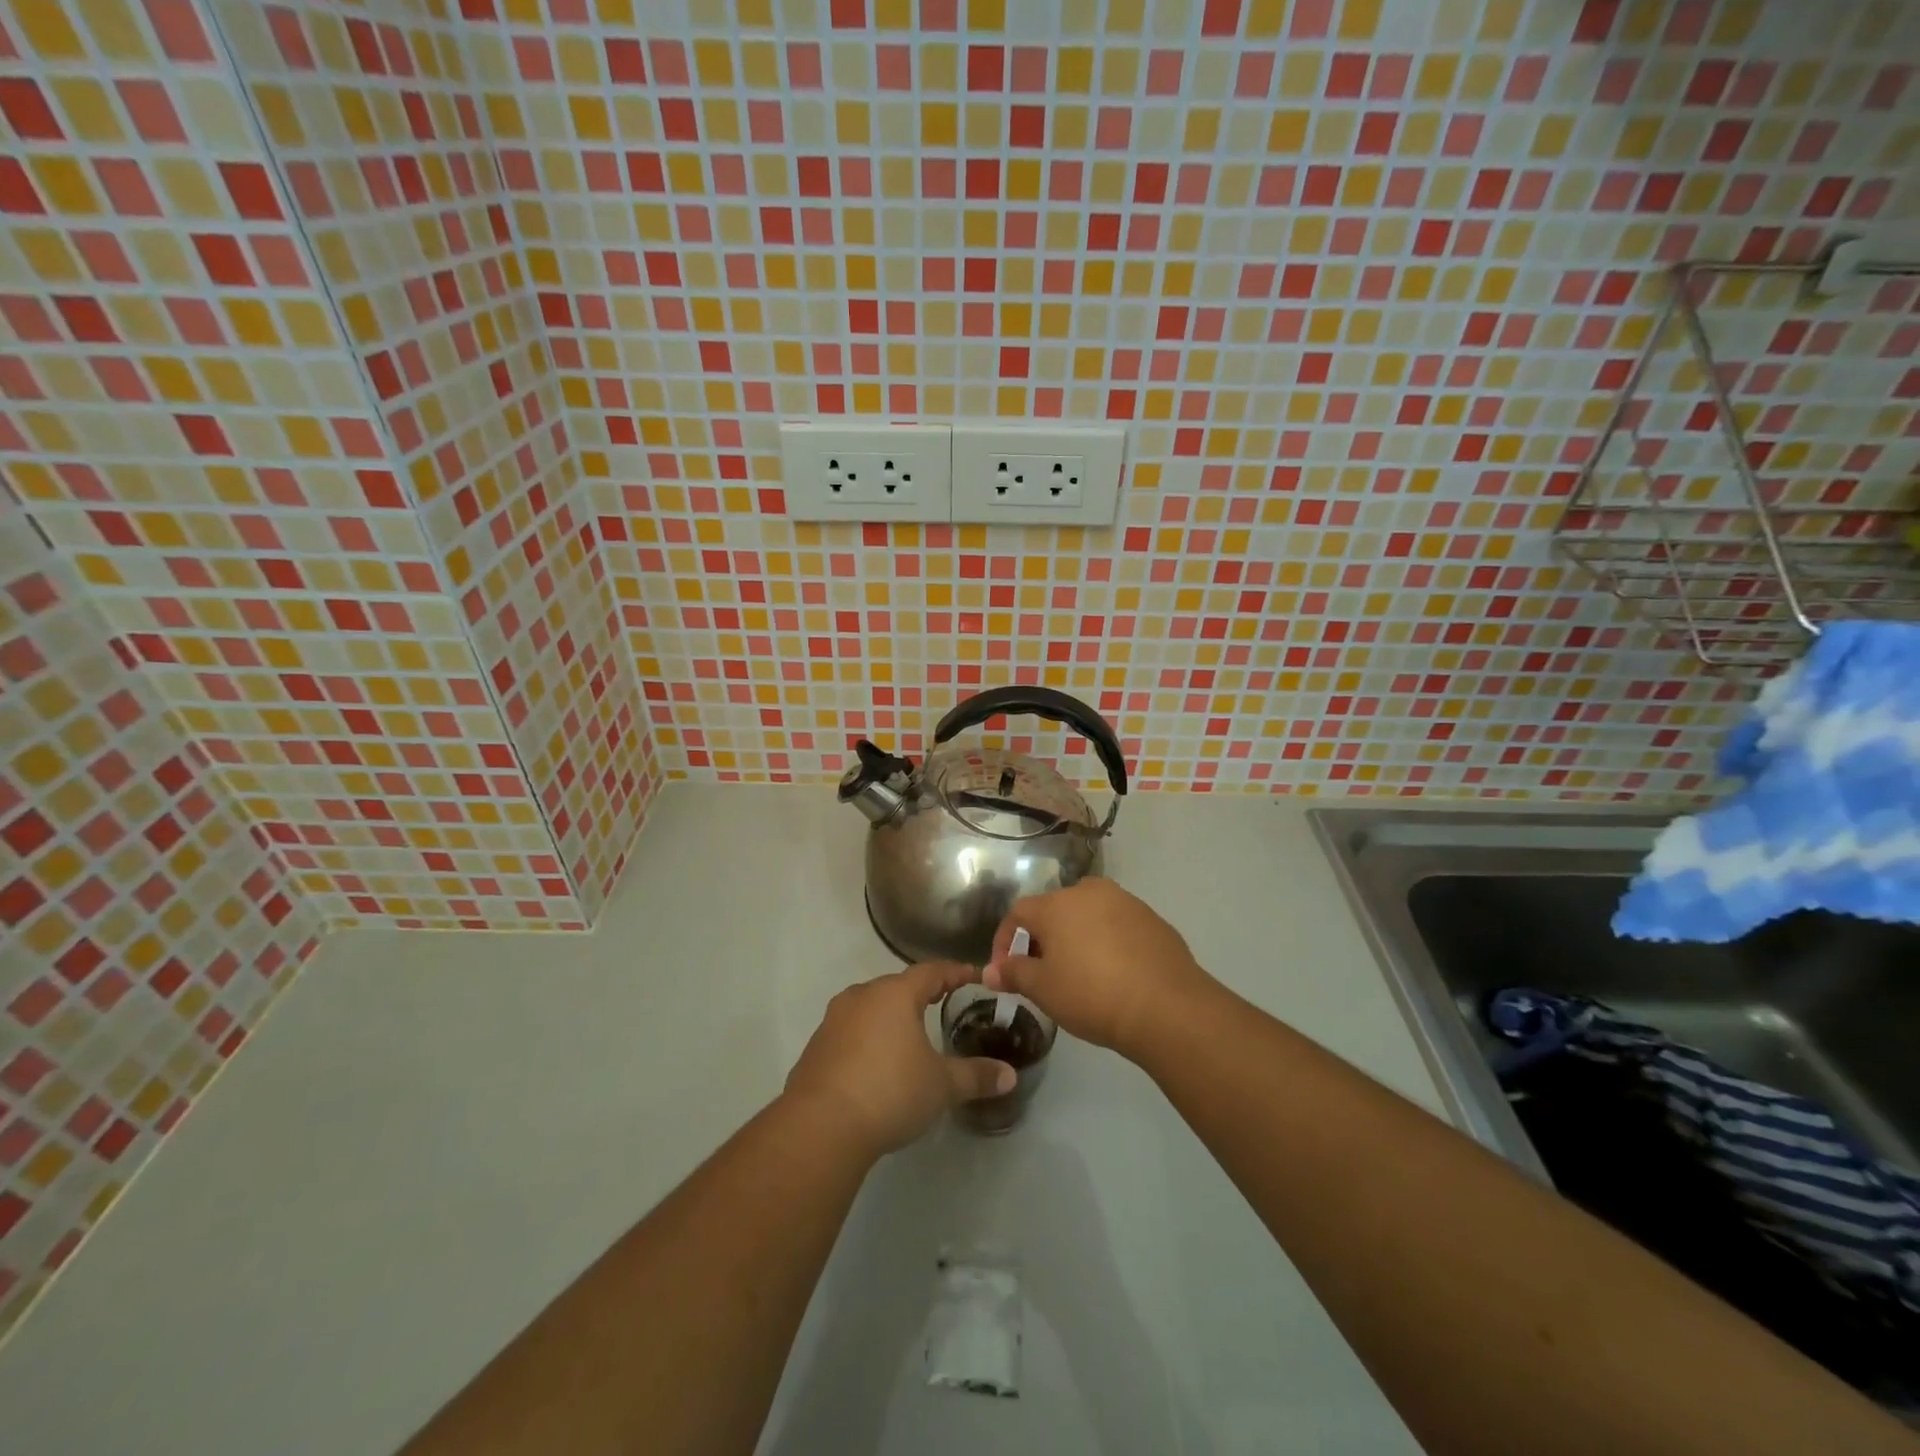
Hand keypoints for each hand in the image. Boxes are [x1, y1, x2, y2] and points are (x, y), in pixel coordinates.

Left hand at [784, 963, 1015, 1157]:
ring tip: (910, 1032)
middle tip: (943, 1002)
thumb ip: (976, 1076)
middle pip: (898, 986)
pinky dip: (869, 1038)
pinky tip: (877, 1062)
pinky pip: (851, 1032)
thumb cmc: (890, 1091)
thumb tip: (1010, 1076)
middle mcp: (862, 997)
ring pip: (871, 1007)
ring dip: (891, 1016)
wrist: (820, 1126)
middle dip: (921, 993)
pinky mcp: (816, 1047)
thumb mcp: (941, 1086)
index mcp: (895, 994)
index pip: (931, 971)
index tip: (974, 975)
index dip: (955, 972)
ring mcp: (834, 1020)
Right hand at [986, 879, 1214, 1060]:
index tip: (1005, 971)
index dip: (1004, 941)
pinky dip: (1107, 943)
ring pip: (1088, 916)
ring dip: (1076, 939)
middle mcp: (1089, 891)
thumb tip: (990, 971)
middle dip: (1042, 940)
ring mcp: (1125, 901)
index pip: (1017, 913)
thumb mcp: (1043, 989)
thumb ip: (1013, 973)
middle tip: (1042, 974)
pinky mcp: (1152, 919)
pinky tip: (1113, 974)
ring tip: (1078, 974)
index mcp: (1056, 904)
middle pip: (1054, 911)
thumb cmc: (1092, 994)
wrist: (1166, 1007)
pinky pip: (1117, 926)